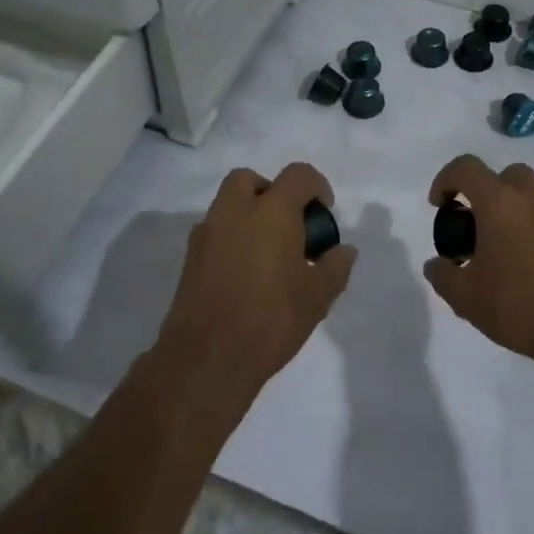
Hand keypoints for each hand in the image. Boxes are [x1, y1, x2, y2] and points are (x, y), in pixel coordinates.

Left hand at [156, 163, 355, 404]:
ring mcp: (207, 233)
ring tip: (267, 252)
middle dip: (271, 192)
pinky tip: (244, 272)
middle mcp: (235, 211)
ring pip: (227, 204)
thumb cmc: (271, 319)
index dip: (317, 186)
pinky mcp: (190, 257)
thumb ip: (335, 267)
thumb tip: (344, 250)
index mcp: (271, 211)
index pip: (298, 175)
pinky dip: (231, 238)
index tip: (324, 213)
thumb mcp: (318, 296)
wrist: (207, 358)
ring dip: (248, 214)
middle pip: (250, 179)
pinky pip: (214, 231)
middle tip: (288, 224)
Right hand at [424, 155, 533, 363]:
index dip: (445, 180)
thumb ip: (443, 275)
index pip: (466, 168)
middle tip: (474, 222)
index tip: (438, 206)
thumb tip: (436, 264)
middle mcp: (530, 198)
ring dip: (510, 208)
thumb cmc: (518, 304)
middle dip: (484, 190)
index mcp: (499, 202)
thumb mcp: (465, 297)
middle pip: (504, 175)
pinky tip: (524, 262)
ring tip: (498, 246)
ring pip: (529, 194)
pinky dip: (530, 226)